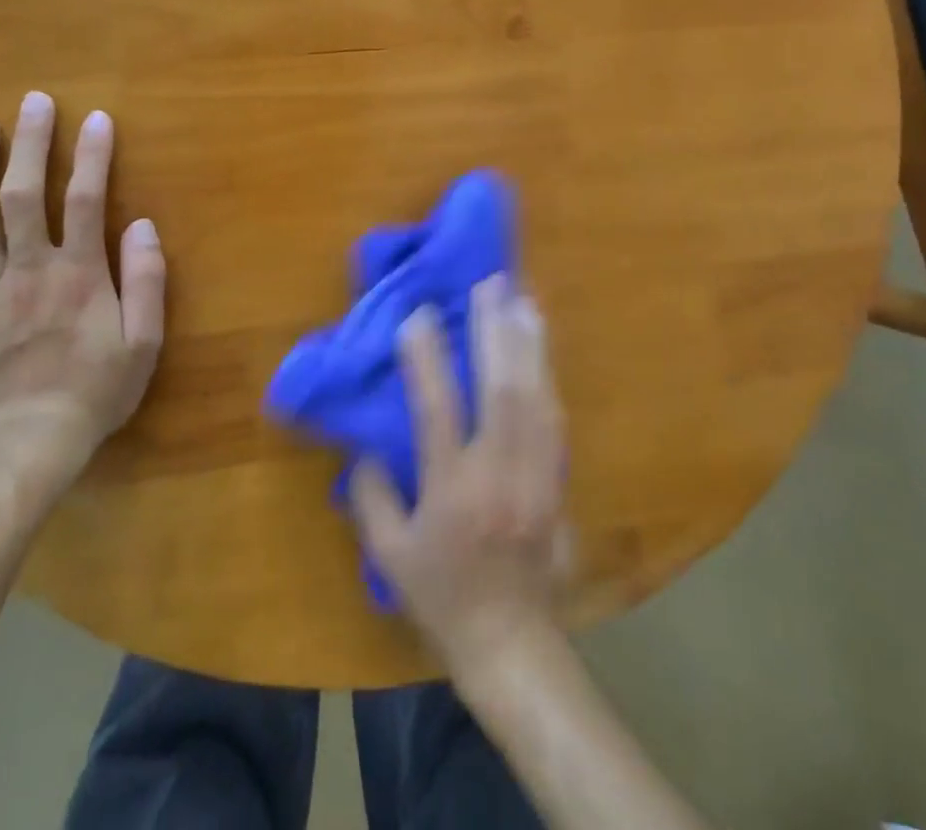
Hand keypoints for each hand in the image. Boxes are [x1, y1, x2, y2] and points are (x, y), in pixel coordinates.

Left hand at [0, 91, 164, 498]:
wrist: (29, 443)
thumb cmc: (97, 390)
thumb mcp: (144, 342)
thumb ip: (147, 281)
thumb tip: (143, 225)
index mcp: (79, 275)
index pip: (88, 201)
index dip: (93, 157)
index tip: (96, 119)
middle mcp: (29, 271)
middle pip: (25, 196)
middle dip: (30, 145)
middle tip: (32, 102)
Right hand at [351, 275, 573, 676]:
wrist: (511, 640)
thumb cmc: (442, 595)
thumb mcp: (389, 553)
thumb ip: (373, 493)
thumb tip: (367, 441)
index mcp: (452, 492)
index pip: (437, 411)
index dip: (427, 359)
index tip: (418, 315)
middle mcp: (498, 475)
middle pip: (501, 391)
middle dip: (495, 331)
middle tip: (491, 284)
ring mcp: (536, 476)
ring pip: (537, 397)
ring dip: (529, 344)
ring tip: (522, 299)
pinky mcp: (557, 479)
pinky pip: (555, 416)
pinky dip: (547, 374)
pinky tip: (542, 347)